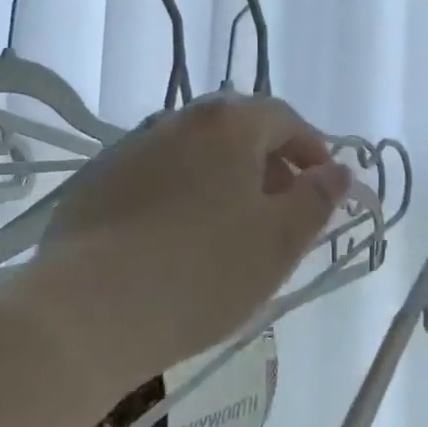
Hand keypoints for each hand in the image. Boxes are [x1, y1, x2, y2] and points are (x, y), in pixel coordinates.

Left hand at [32, 94, 353, 374]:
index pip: (282, 117)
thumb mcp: (279, 241)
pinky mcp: (96, 181)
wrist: (89, 309)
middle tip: (279, 206)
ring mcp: (129, 148)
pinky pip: (154, 175)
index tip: (323, 184)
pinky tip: (174, 238)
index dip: (311, 147)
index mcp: (227, 125)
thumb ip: (316, 200)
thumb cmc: (202, 272)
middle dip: (266, 161)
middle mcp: (176, 120)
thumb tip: (338, 171)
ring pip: (192, 151)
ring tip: (228, 225)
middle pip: (235, 128)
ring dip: (221, 175)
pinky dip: (179, 192)